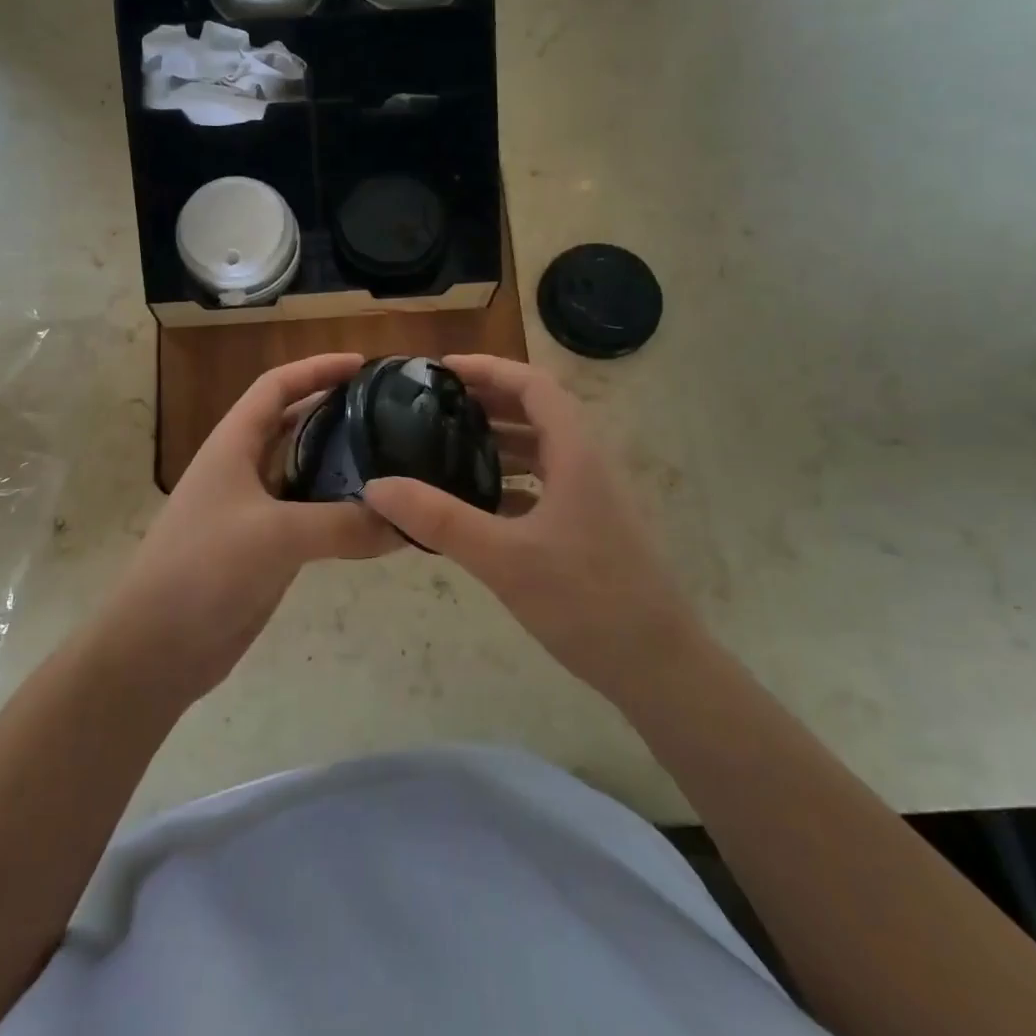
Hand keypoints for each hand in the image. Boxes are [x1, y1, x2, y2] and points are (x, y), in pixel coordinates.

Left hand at [97, 354, 397, 697]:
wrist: (157, 647)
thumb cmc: (204, 569)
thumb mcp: (277, 536)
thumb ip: (344, 525)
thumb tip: (407, 523)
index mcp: (233, 445)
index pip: (276, 386)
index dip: (317, 368)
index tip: (364, 366)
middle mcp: (242, 469)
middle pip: (293, 424)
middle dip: (336, 412)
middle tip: (390, 414)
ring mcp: (251, 510)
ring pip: (303, 472)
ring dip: (341, 464)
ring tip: (394, 460)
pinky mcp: (262, 548)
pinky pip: (308, 516)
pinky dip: (338, 511)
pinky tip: (374, 518)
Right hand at [362, 355, 697, 702]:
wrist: (659, 667)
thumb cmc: (586, 601)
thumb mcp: (503, 558)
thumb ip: (439, 519)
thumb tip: (376, 486)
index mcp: (576, 454)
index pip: (534, 385)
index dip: (489, 368)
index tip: (443, 370)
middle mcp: (588, 464)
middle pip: (537, 411)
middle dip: (488, 400)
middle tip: (435, 405)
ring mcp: (592, 498)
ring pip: (542, 450)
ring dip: (498, 439)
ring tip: (447, 444)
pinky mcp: (590, 527)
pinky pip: (545, 484)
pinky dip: (510, 479)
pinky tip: (477, 501)